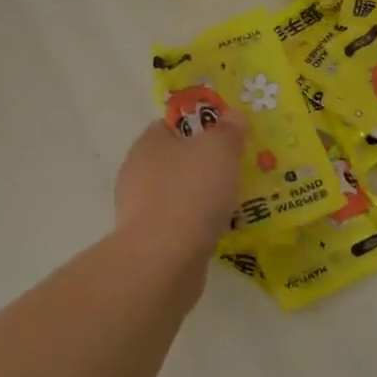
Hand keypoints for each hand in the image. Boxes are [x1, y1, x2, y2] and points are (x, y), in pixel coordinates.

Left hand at [113, 108, 246, 266]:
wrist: (164, 260)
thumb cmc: (191, 192)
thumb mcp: (219, 149)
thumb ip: (228, 130)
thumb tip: (232, 116)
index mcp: (148, 143)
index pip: (172, 124)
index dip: (201, 126)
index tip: (228, 136)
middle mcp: (137, 172)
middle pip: (177, 160)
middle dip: (206, 164)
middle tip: (238, 169)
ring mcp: (140, 209)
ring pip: (180, 193)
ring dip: (204, 197)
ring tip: (237, 202)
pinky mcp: (149, 241)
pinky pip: (180, 224)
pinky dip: (198, 224)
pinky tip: (220, 230)